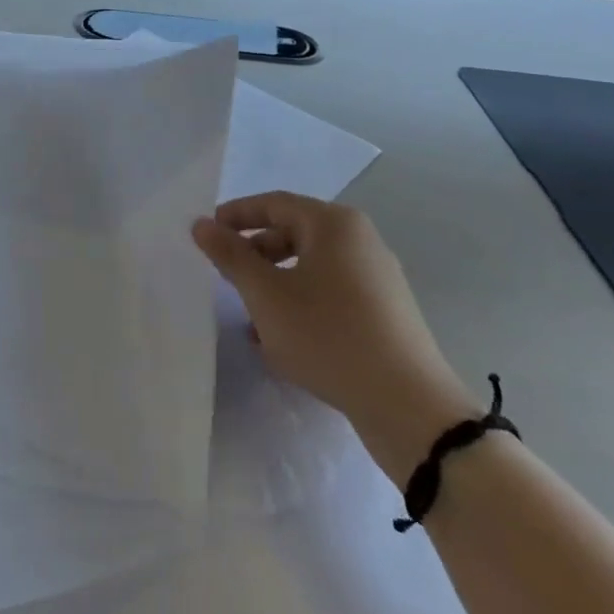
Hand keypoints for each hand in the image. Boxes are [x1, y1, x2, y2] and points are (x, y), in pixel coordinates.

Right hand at [193, 193, 473, 471]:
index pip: (274, 204)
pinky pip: (331, 294)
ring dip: (274, 284)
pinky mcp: (386, 314)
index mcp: (334, 224)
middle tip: (225, 273)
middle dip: (255, 253)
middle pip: (294, 234)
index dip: (236, 215)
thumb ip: (230, 255)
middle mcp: (360, 241)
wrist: (411, 409)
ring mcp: (377, 278)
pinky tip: (280, 339)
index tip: (207, 233)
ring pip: (311, 268)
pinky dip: (301, 304)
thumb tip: (202, 224)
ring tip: (248, 314)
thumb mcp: (266, 295)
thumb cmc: (329, 336)